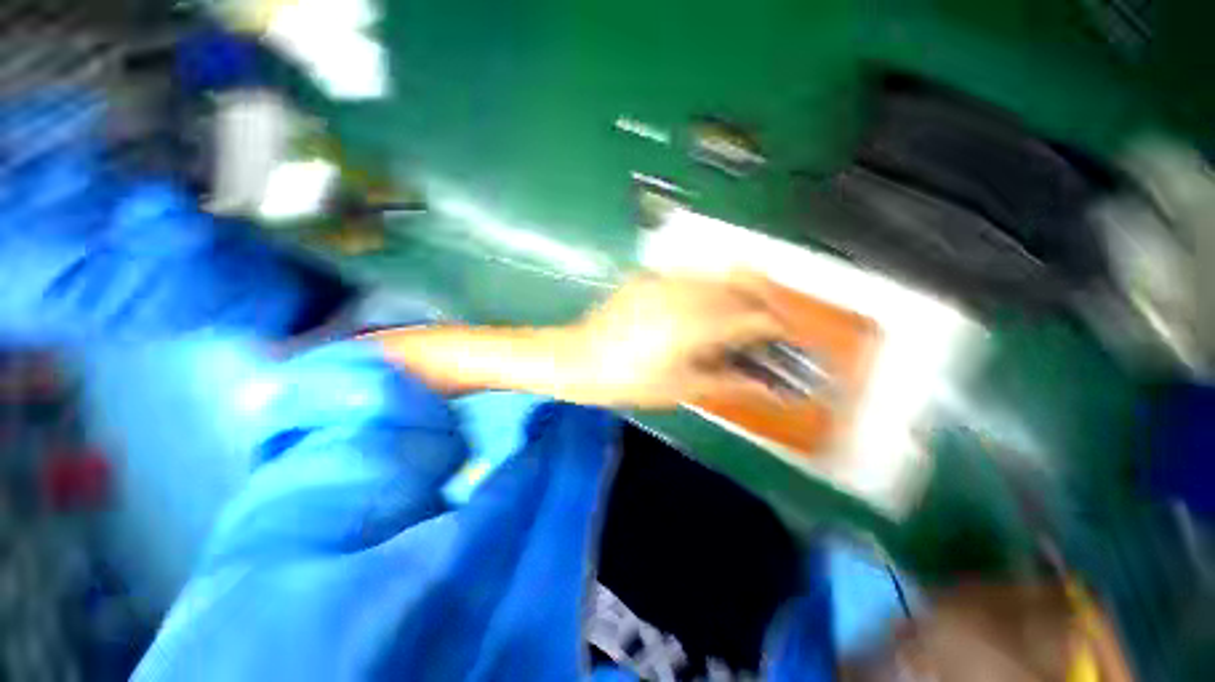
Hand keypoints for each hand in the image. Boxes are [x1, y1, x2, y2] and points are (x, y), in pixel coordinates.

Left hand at [563, 272, 793, 408]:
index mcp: (694, 325)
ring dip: (737, 291)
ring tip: (736, 317)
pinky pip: (691, 275)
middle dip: (764, 301)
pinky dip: (708, 288)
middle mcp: (684, 292)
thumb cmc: (628, 381)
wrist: (577, 359)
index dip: (777, 326)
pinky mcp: (648, 277)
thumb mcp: (681, 387)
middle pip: (742, 283)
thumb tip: (769, 388)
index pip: (753, 316)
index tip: (784, 338)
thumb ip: (730, 382)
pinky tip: (701, 309)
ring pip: (719, 273)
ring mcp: (664, 279)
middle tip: (766, 326)